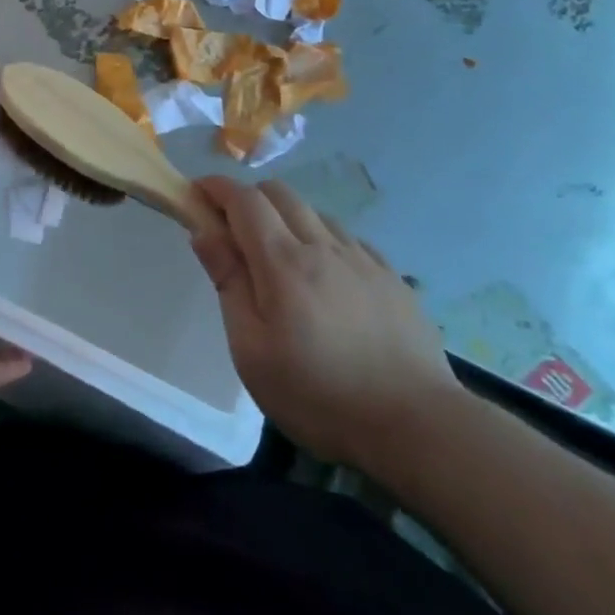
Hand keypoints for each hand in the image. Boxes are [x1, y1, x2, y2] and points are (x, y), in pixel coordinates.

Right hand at [190, 176, 461, 472]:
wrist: (418, 427)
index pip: (244, 200)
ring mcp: (364, 261)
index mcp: (283, 261)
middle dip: (248, 198)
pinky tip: (326, 277)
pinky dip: (323, 241)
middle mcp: (324, 247)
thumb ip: (228, 282)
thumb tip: (205, 232)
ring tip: (280, 259)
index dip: (216, 187)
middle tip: (232, 231)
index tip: (196, 193)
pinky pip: (349, 240)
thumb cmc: (317, 394)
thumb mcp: (251, 348)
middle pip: (280, 193)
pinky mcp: (393, 280)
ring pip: (316, 214)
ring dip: (287, 218)